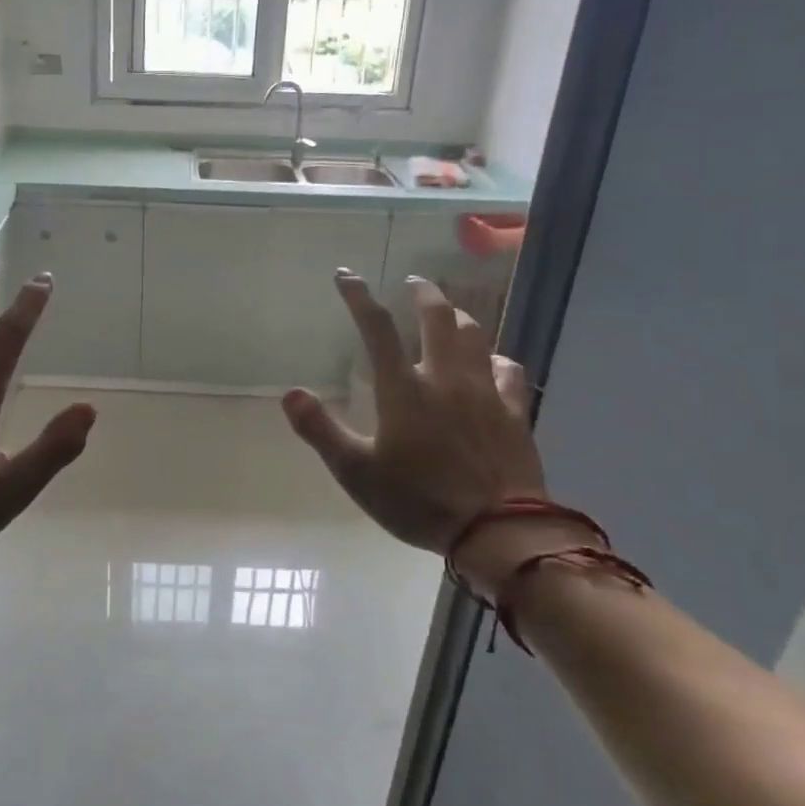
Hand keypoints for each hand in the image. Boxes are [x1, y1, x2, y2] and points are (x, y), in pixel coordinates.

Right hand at [281, 272, 552, 594]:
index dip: (359, 297)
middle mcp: (445, 378)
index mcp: (403, 389)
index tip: (346, 275)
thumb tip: (290, 393)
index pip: (377, 329)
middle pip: (438, 318)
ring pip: (476, 336)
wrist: (497, 530)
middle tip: (413, 281)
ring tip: (451, 312)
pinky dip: (497, 360)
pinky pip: (509, 372)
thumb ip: (321, 431)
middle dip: (423, 292)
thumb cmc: (418, 500)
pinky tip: (494, 363)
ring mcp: (485, 392)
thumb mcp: (356, 473)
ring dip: (460, 317)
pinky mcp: (514, 412)